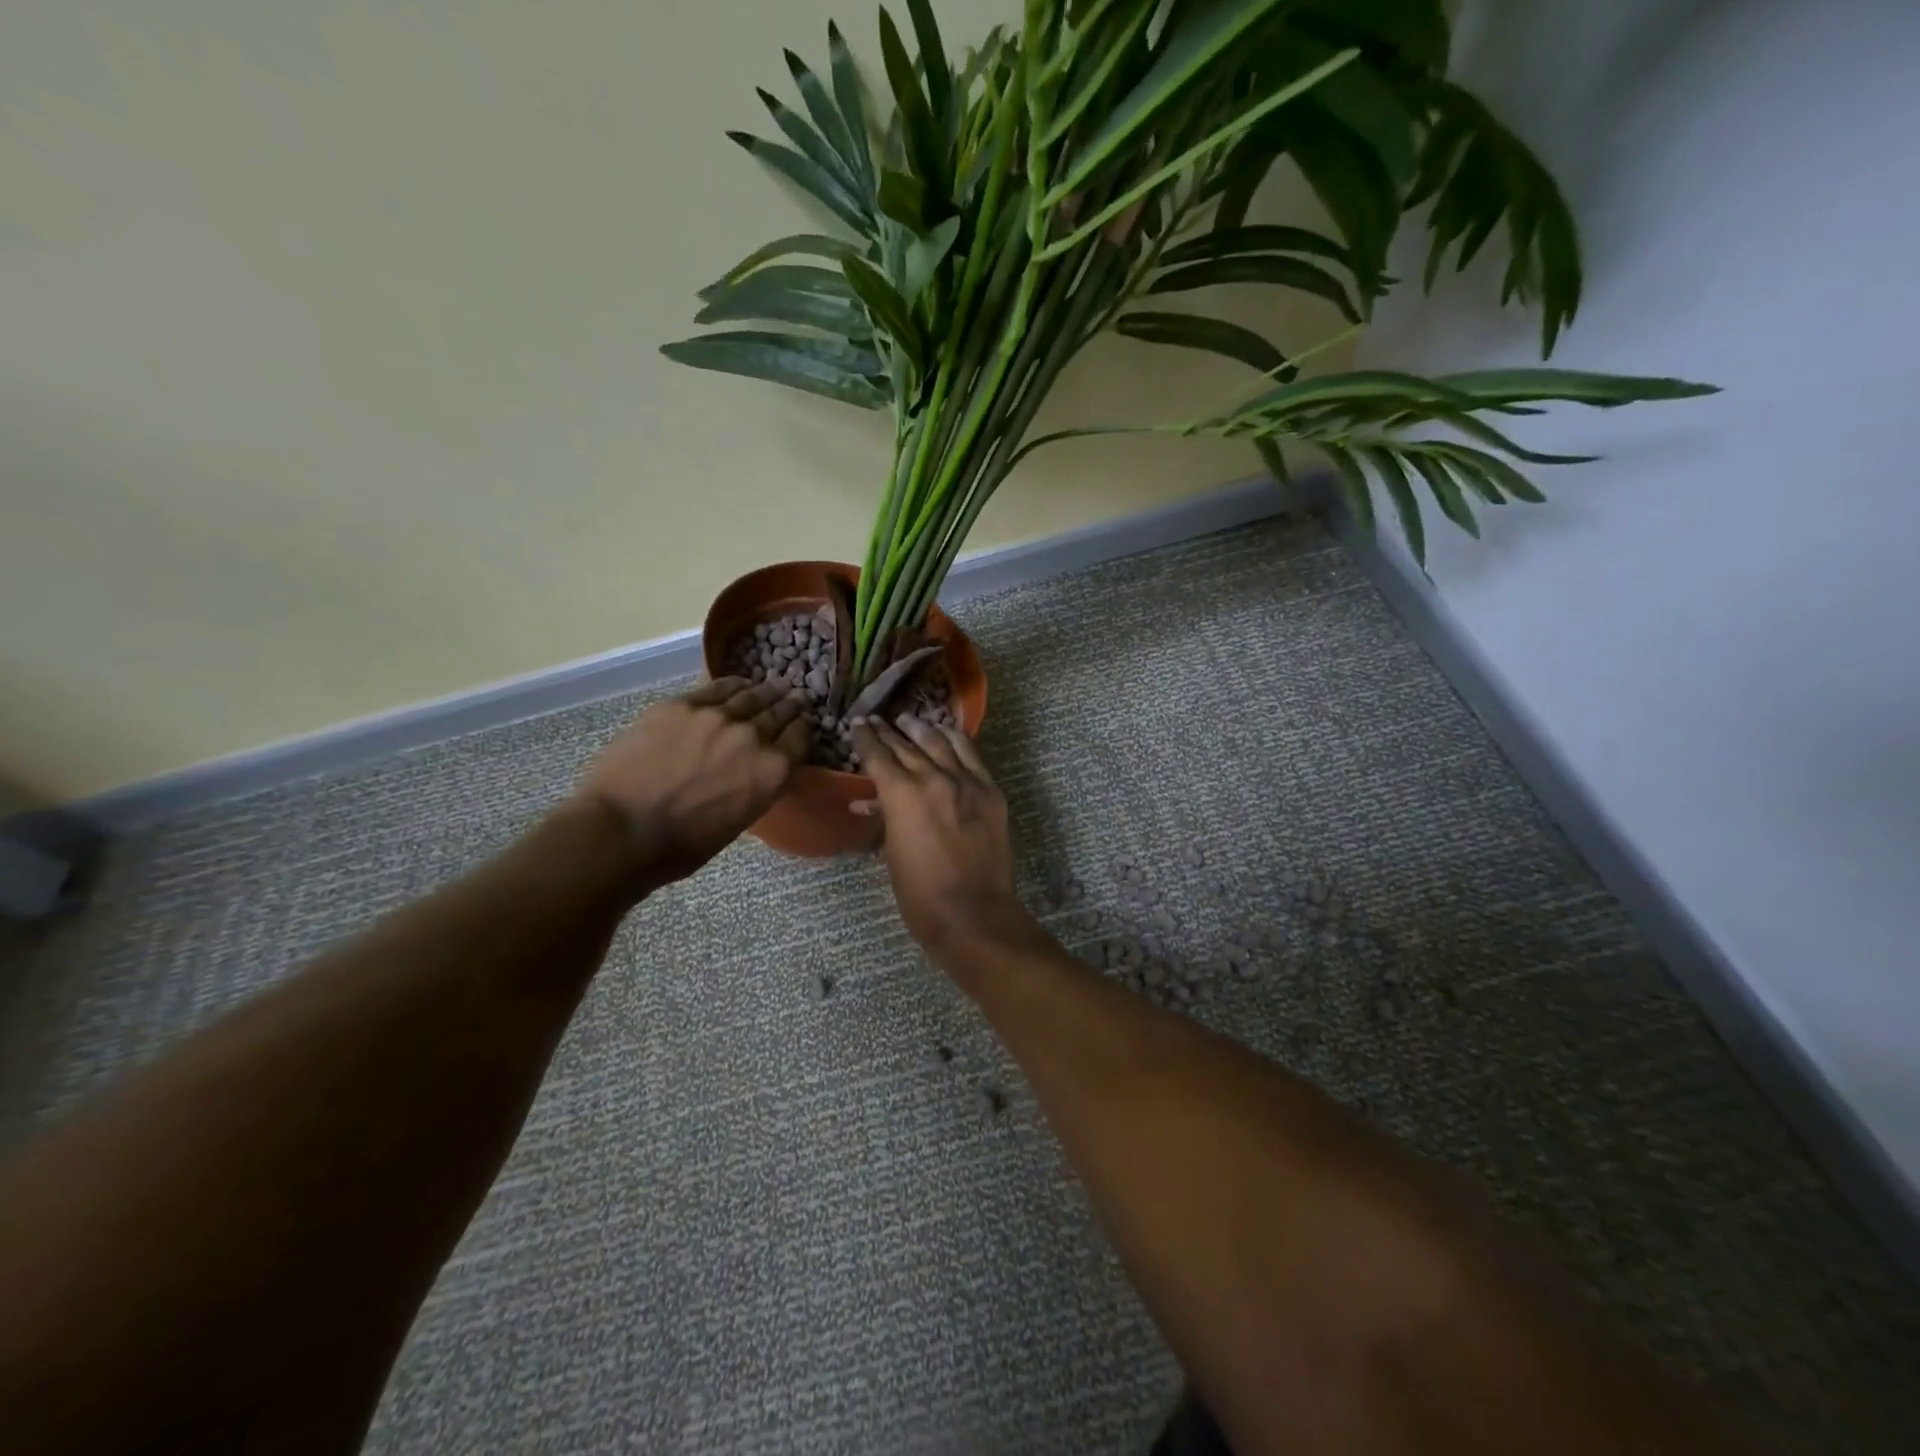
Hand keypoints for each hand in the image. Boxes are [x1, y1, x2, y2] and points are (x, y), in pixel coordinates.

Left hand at [575, 679, 808, 884]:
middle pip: (780, 712)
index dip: (803, 730)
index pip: (801, 738)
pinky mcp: (681, 705)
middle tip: (795, 699)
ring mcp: (716, 716)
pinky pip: (716, 688)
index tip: (802, 725)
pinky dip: (732, 685)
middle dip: (789, 706)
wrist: (623, 831)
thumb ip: (759, 786)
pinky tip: (737, 684)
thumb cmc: (683, 844)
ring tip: (772, 686)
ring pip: (750, 695)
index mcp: (772, 771)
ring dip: (765, 691)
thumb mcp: (740, 820)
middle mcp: (752, 736)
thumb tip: (761, 769)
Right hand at [850, 718, 1039, 958]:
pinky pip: (972, 756)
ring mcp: (967, 781)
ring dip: (922, 729)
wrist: (973, 912)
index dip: (865, 738)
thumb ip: (885, 818)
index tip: (858, 724)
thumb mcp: (891, 852)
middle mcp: (934, 777)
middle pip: (908, 745)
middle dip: (889, 732)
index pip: (879, 755)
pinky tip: (948, 735)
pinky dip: (956, 741)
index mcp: (902, 794)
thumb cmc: (920, 892)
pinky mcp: (991, 791)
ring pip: (941, 742)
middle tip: (877, 720)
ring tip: (910, 721)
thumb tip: (870, 802)